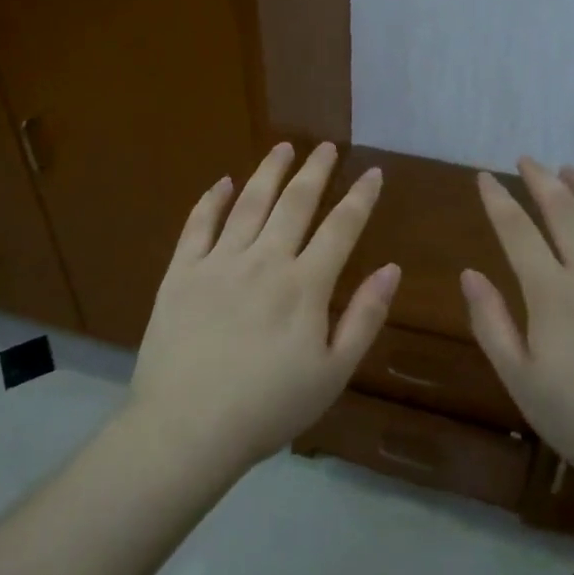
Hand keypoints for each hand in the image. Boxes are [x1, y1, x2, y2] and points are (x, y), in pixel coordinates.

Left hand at [128, 141, 398, 472]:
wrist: (187, 428)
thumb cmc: (268, 407)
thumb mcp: (333, 373)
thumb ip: (364, 317)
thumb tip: (391, 268)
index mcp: (305, 285)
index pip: (340, 228)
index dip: (360, 197)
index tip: (372, 172)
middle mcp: (264, 260)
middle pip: (295, 203)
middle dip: (314, 171)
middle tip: (325, 146)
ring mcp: (219, 262)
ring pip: (249, 203)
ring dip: (269, 172)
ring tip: (283, 147)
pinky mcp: (181, 272)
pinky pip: (198, 225)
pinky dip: (212, 200)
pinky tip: (222, 181)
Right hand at [462, 159, 573, 492]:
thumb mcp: (521, 381)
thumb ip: (492, 323)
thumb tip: (469, 274)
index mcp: (552, 293)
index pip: (517, 231)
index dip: (498, 200)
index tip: (485, 177)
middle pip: (565, 211)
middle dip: (541, 180)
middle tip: (527, 160)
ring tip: (572, 169)